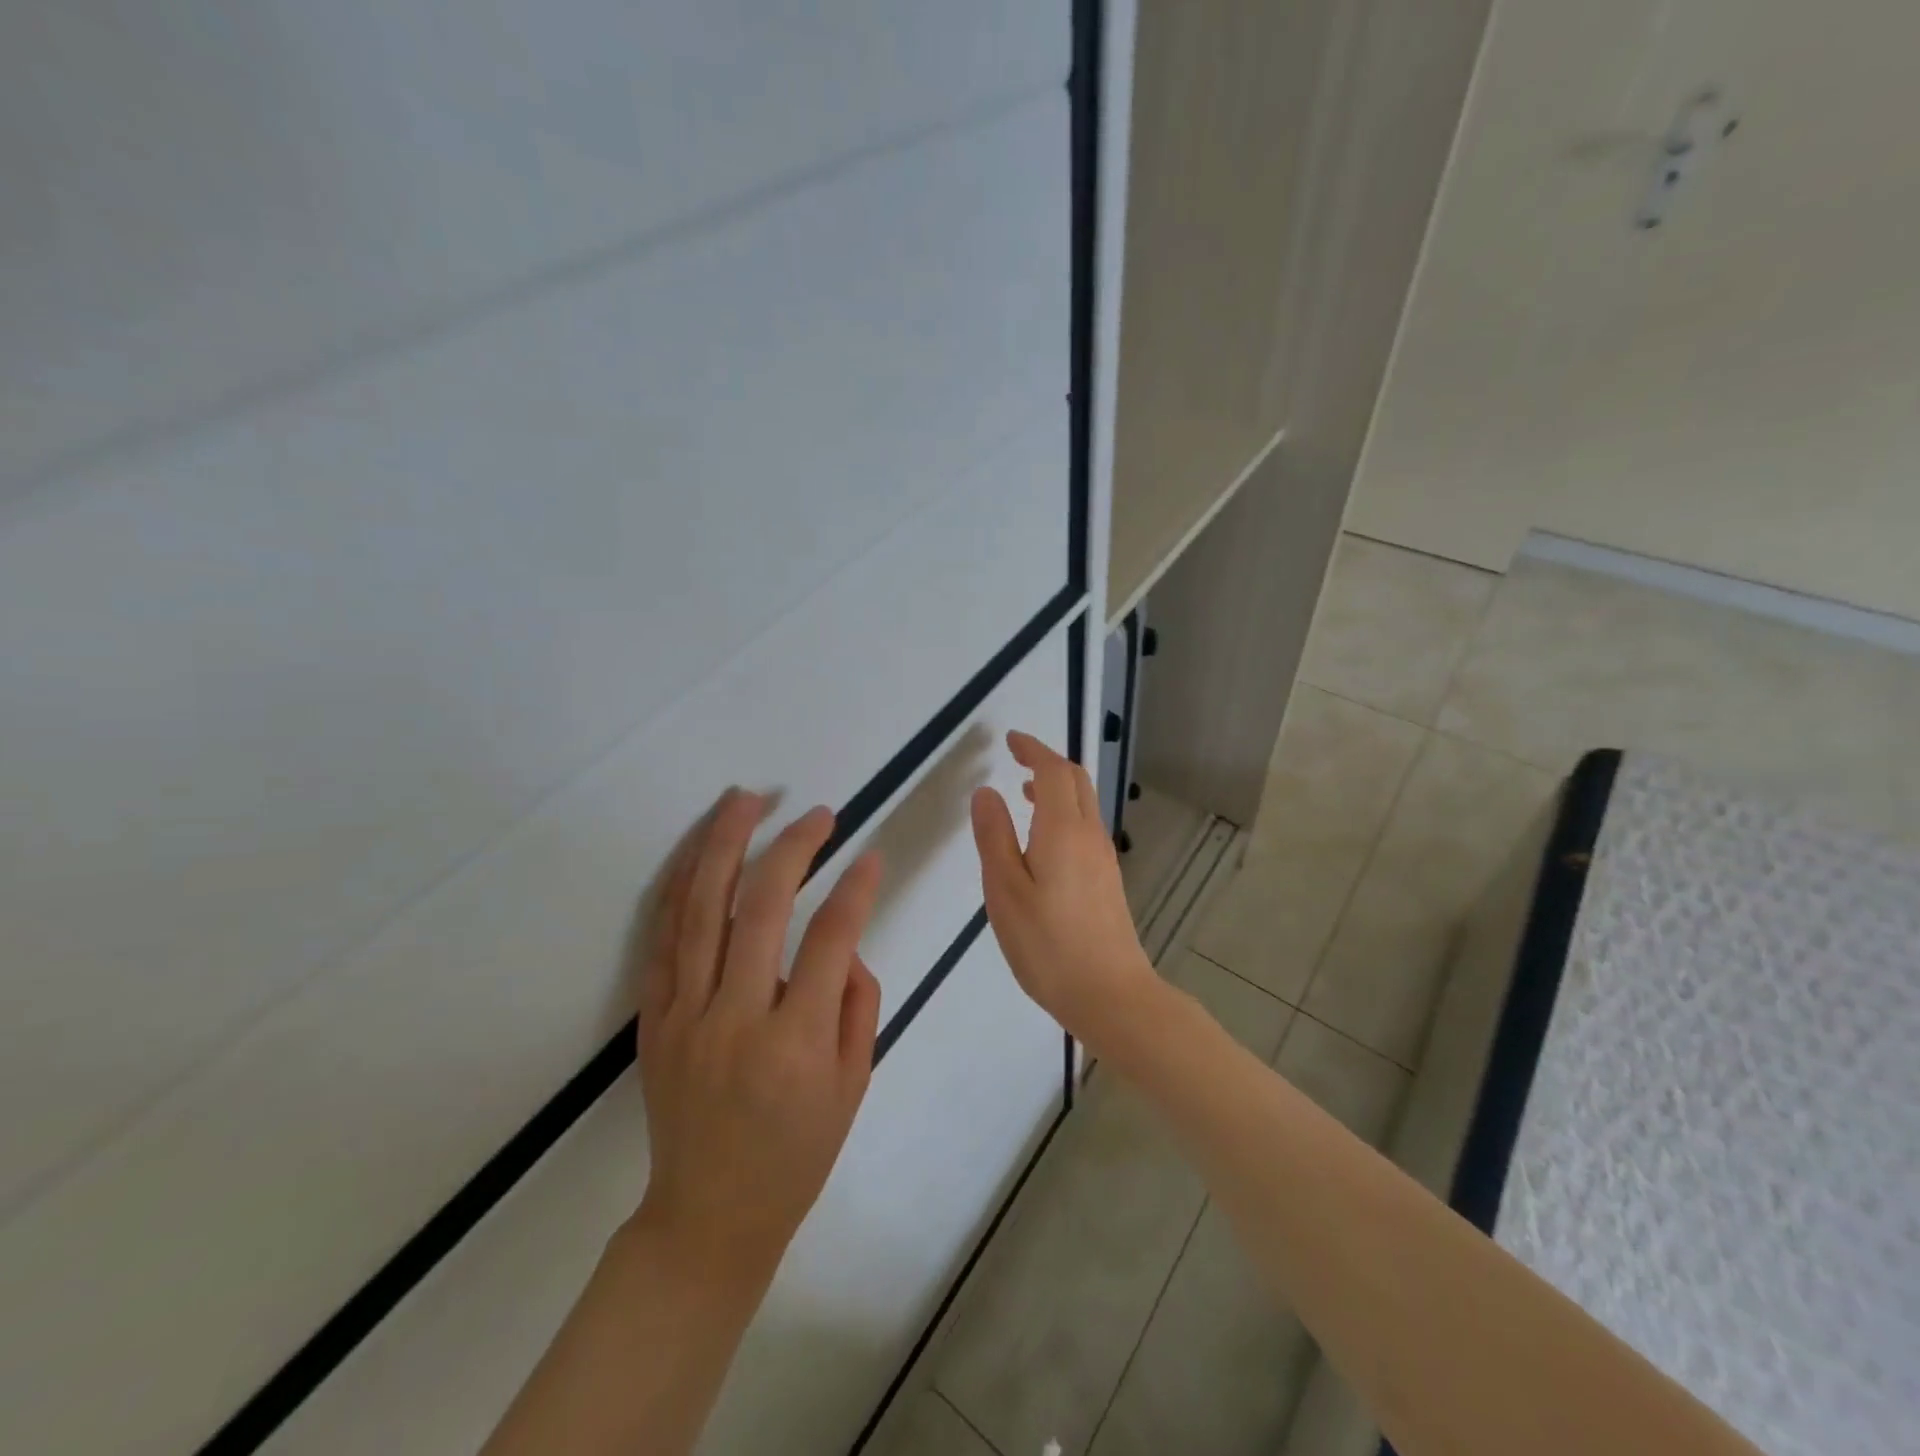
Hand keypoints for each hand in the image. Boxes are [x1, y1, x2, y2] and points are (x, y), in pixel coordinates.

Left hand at [633, 790, 882, 1284]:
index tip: (870, 855)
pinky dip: (681, 887)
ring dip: (723, 847)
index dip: (855, 889)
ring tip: (743, 800)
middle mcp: (736, 1020)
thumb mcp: (854, 1084)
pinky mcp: (654, 1019)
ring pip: (700, 911)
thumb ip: (857, 1003)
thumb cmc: (796, 1154)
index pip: (830, 940)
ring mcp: (685, 1016)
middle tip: (817, 815)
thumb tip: (843, 944)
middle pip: (759, 909)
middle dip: (792, 849)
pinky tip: (699, 852)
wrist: (708, 1217)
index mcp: (796, 1043)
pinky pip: (665, 940)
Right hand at [969, 730, 1156, 1050]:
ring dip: (1057, 788)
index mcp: (1063, 830)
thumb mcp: (1005, 891)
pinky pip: (1085, 827)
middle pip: (1076, 781)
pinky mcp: (1107, 880)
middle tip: (1018, 759)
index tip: (1011, 740)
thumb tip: (986, 792)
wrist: (1111, 995)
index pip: (1054, 771)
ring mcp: (1104, 858)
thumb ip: (994, 838)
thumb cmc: (1048, 945)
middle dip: (1048, 762)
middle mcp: (1090, 835)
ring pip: (1084, 804)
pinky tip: (1043, 840)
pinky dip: (1064, 813)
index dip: (1033, 750)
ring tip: (1025, 793)